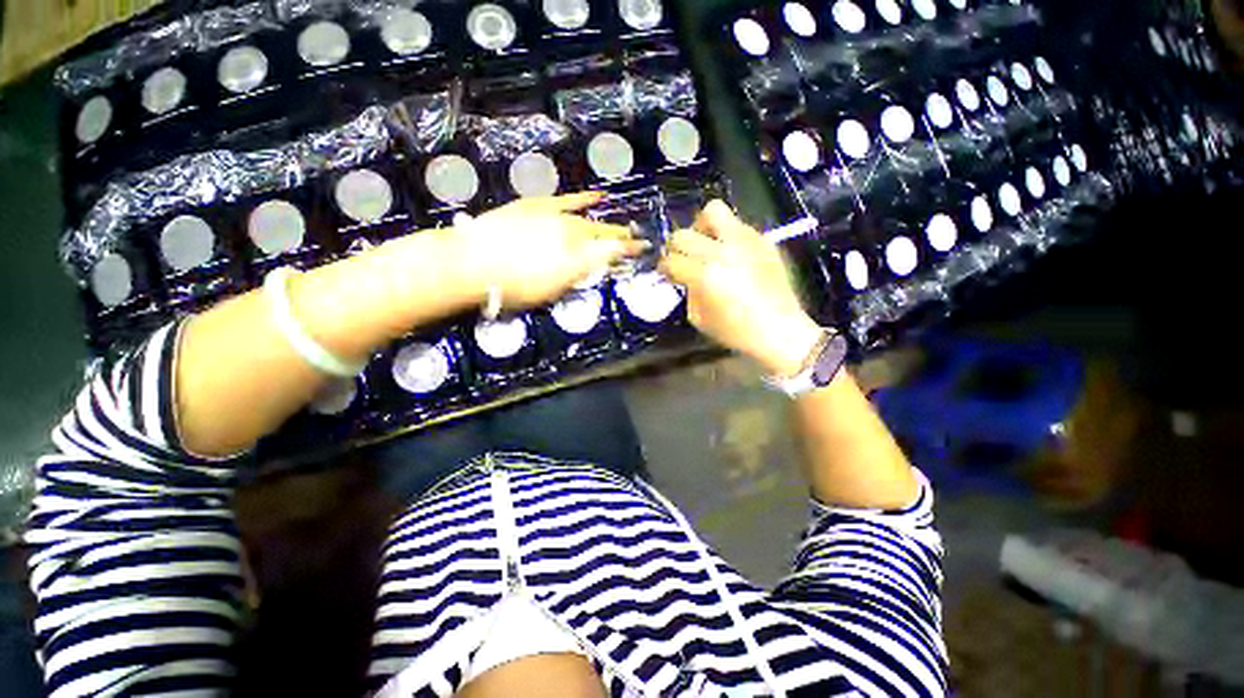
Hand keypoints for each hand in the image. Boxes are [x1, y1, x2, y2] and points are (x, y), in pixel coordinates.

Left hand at [452, 192, 646, 309]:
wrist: (474, 262)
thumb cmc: (513, 288)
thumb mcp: (550, 292)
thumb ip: (575, 277)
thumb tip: (592, 267)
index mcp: (577, 259)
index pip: (612, 253)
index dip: (629, 251)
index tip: (643, 249)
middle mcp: (573, 235)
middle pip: (604, 235)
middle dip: (622, 237)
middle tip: (635, 238)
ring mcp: (556, 217)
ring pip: (589, 219)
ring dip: (607, 223)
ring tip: (621, 224)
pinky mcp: (539, 205)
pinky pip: (568, 200)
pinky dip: (584, 199)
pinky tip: (597, 196)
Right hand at [660, 200, 822, 377]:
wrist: (781, 330)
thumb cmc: (736, 331)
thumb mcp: (699, 318)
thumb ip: (688, 292)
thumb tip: (685, 277)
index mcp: (705, 275)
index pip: (671, 260)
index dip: (664, 267)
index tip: (666, 273)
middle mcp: (722, 251)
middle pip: (683, 234)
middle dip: (675, 247)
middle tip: (681, 258)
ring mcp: (745, 241)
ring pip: (713, 211)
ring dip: (701, 227)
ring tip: (705, 244)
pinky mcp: (762, 239)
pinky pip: (737, 225)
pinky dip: (726, 234)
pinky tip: (730, 253)